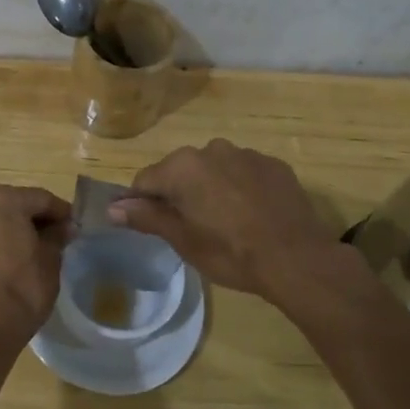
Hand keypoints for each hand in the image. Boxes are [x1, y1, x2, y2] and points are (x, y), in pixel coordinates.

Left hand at [0, 184, 71, 359]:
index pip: (41, 199)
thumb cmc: (22, 290)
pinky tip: (8, 257)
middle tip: (55, 237)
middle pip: (15, 204)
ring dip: (13, 227)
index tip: (74, 226)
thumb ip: (57, 235)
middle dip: (35, 218)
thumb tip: (65, 226)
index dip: (61, 213)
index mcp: (2, 199)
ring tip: (32, 248)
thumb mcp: (50, 260)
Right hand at [112, 139, 351, 304]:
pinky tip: (252, 214)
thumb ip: (146, 217)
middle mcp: (210, 149)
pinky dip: (240, 187)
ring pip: (213, 169)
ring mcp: (245, 154)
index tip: (154, 227)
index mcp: (182, 167)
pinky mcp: (273, 164)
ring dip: (211, 188)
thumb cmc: (231, 252)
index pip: (145, 181)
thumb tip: (112, 207)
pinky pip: (244, 172)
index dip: (143, 204)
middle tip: (193, 229)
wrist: (297, 259)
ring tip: (226, 222)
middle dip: (180, 194)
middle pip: (180, 171)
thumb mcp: (183, 240)